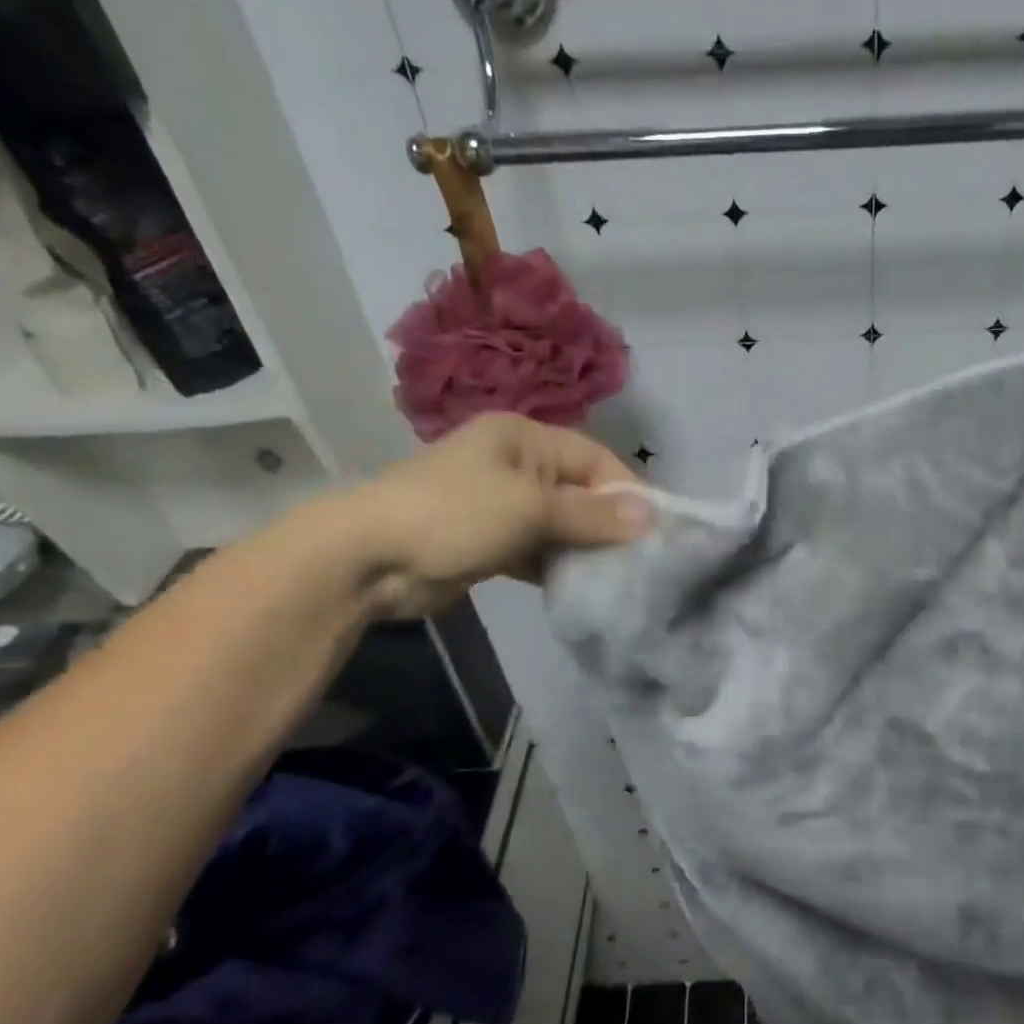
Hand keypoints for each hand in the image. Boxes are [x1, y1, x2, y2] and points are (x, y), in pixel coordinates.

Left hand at [345, 413, 648, 616]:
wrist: (367, 559)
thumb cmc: (455, 514)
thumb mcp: (531, 509)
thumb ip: (592, 515)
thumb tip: (652, 516)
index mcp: (523, 438)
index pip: (594, 459)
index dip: (627, 491)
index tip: (656, 528)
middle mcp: (515, 464)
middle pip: (579, 491)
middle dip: (608, 523)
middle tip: (640, 557)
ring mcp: (500, 504)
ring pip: (559, 523)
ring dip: (584, 547)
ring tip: (617, 575)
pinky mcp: (489, 541)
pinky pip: (537, 548)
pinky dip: (557, 564)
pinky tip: (580, 585)